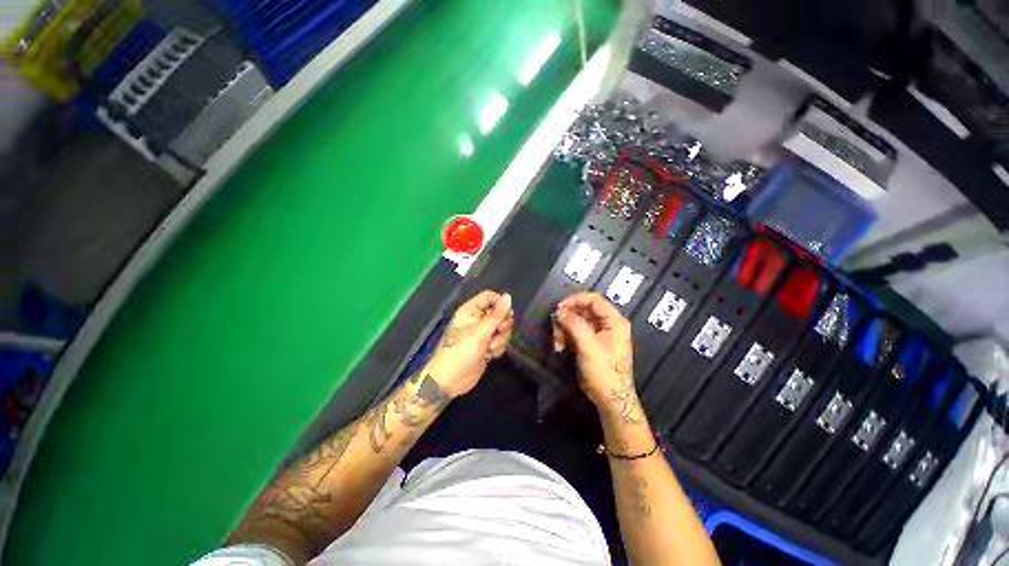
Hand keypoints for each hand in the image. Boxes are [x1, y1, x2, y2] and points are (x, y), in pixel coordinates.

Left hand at [425, 290, 513, 397]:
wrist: (451, 381)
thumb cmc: (460, 352)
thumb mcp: (480, 333)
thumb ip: (496, 315)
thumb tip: (508, 296)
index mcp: (471, 311)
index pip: (490, 297)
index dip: (500, 304)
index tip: (506, 314)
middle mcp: (477, 319)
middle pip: (499, 313)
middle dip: (502, 325)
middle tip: (498, 332)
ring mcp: (483, 333)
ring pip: (502, 328)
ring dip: (500, 339)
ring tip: (490, 349)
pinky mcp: (487, 345)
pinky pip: (500, 340)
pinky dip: (498, 348)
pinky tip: (490, 356)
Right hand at [553, 292, 643, 424]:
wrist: (611, 399)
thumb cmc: (605, 374)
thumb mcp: (588, 346)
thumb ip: (574, 324)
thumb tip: (560, 310)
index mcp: (614, 322)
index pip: (593, 299)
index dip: (575, 300)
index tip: (560, 308)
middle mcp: (608, 324)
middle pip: (583, 310)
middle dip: (567, 319)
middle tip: (556, 328)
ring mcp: (600, 334)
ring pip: (577, 321)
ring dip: (564, 329)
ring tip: (558, 342)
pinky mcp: (592, 342)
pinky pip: (576, 331)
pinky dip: (566, 336)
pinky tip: (561, 346)